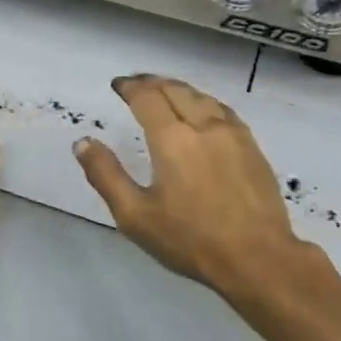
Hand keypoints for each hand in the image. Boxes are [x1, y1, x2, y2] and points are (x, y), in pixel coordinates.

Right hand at [73, 75, 308, 297]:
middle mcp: (203, 125)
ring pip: (202, 97)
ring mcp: (233, 134)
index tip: (118, 85)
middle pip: (176, 90)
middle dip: (153, 83)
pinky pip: (223, 111)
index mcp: (172, 139)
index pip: (147, 97)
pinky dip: (204, 102)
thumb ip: (106, 175)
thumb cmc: (190, 239)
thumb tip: (83, 142)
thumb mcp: (135, 215)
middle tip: (137, 84)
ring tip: (166, 92)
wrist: (257, 258)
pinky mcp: (252, 147)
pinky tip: (204, 112)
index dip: (130, 87)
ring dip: (179, 89)